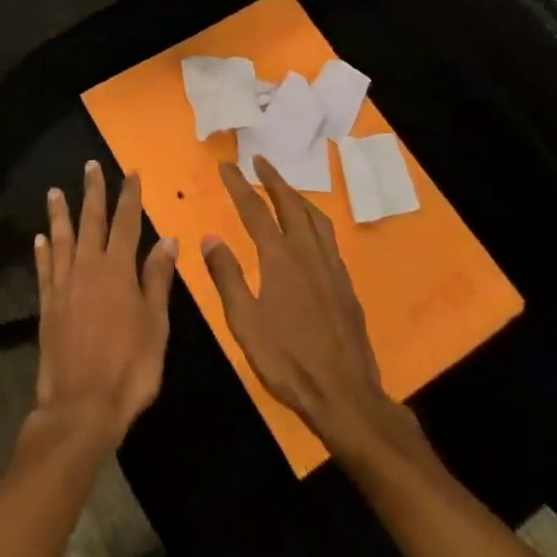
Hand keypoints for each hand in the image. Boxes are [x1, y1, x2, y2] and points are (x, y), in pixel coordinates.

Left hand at [27, 162, 178, 453]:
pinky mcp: (47, 304)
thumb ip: (157, 280)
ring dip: (60, 214)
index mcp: (118, 270)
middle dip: (93, 192)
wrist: (81, 406)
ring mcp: (64, 285)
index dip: (129, 196)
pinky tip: (40, 239)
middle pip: (91, 221)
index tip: (130, 173)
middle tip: (90, 166)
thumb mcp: (156, 325)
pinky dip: (42, 251)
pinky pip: (44, 269)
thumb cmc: (129, 368)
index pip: (126, 223)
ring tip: (55, 192)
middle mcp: (89, 268)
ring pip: (61, 238)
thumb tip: (167, 240)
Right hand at [202, 158, 429, 465]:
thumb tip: (210, 237)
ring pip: (315, 217)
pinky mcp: (345, 284)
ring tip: (284, 187)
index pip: (254, 210)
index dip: (239, 185)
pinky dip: (314, 220)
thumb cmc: (287, 360)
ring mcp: (331, 267)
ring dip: (296, 196)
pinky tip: (311, 231)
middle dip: (273, 179)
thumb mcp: (244, 322)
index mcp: (279, 259)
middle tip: (259, 160)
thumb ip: (227, 276)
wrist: (345, 395)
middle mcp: (307, 253)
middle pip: (290, 204)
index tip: (226, 165)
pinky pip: (328, 237)